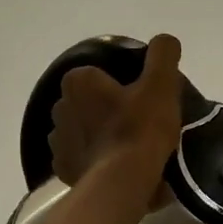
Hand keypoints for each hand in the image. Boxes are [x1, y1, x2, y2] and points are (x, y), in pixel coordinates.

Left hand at [48, 34, 183, 202]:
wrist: (122, 183)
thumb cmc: (140, 129)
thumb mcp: (161, 84)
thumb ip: (163, 54)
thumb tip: (165, 40)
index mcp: (78, 82)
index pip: (99, 75)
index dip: (122, 86)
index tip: (142, 101)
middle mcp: (60, 107)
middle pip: (89, 103)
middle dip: (107, 110)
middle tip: (139, 125)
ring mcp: (58, 141)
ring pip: (82, 131)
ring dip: (98, 136)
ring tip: (127, 151)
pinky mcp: (63, 170)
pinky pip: (80, 158)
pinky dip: (94, 160)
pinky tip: (114, 168)